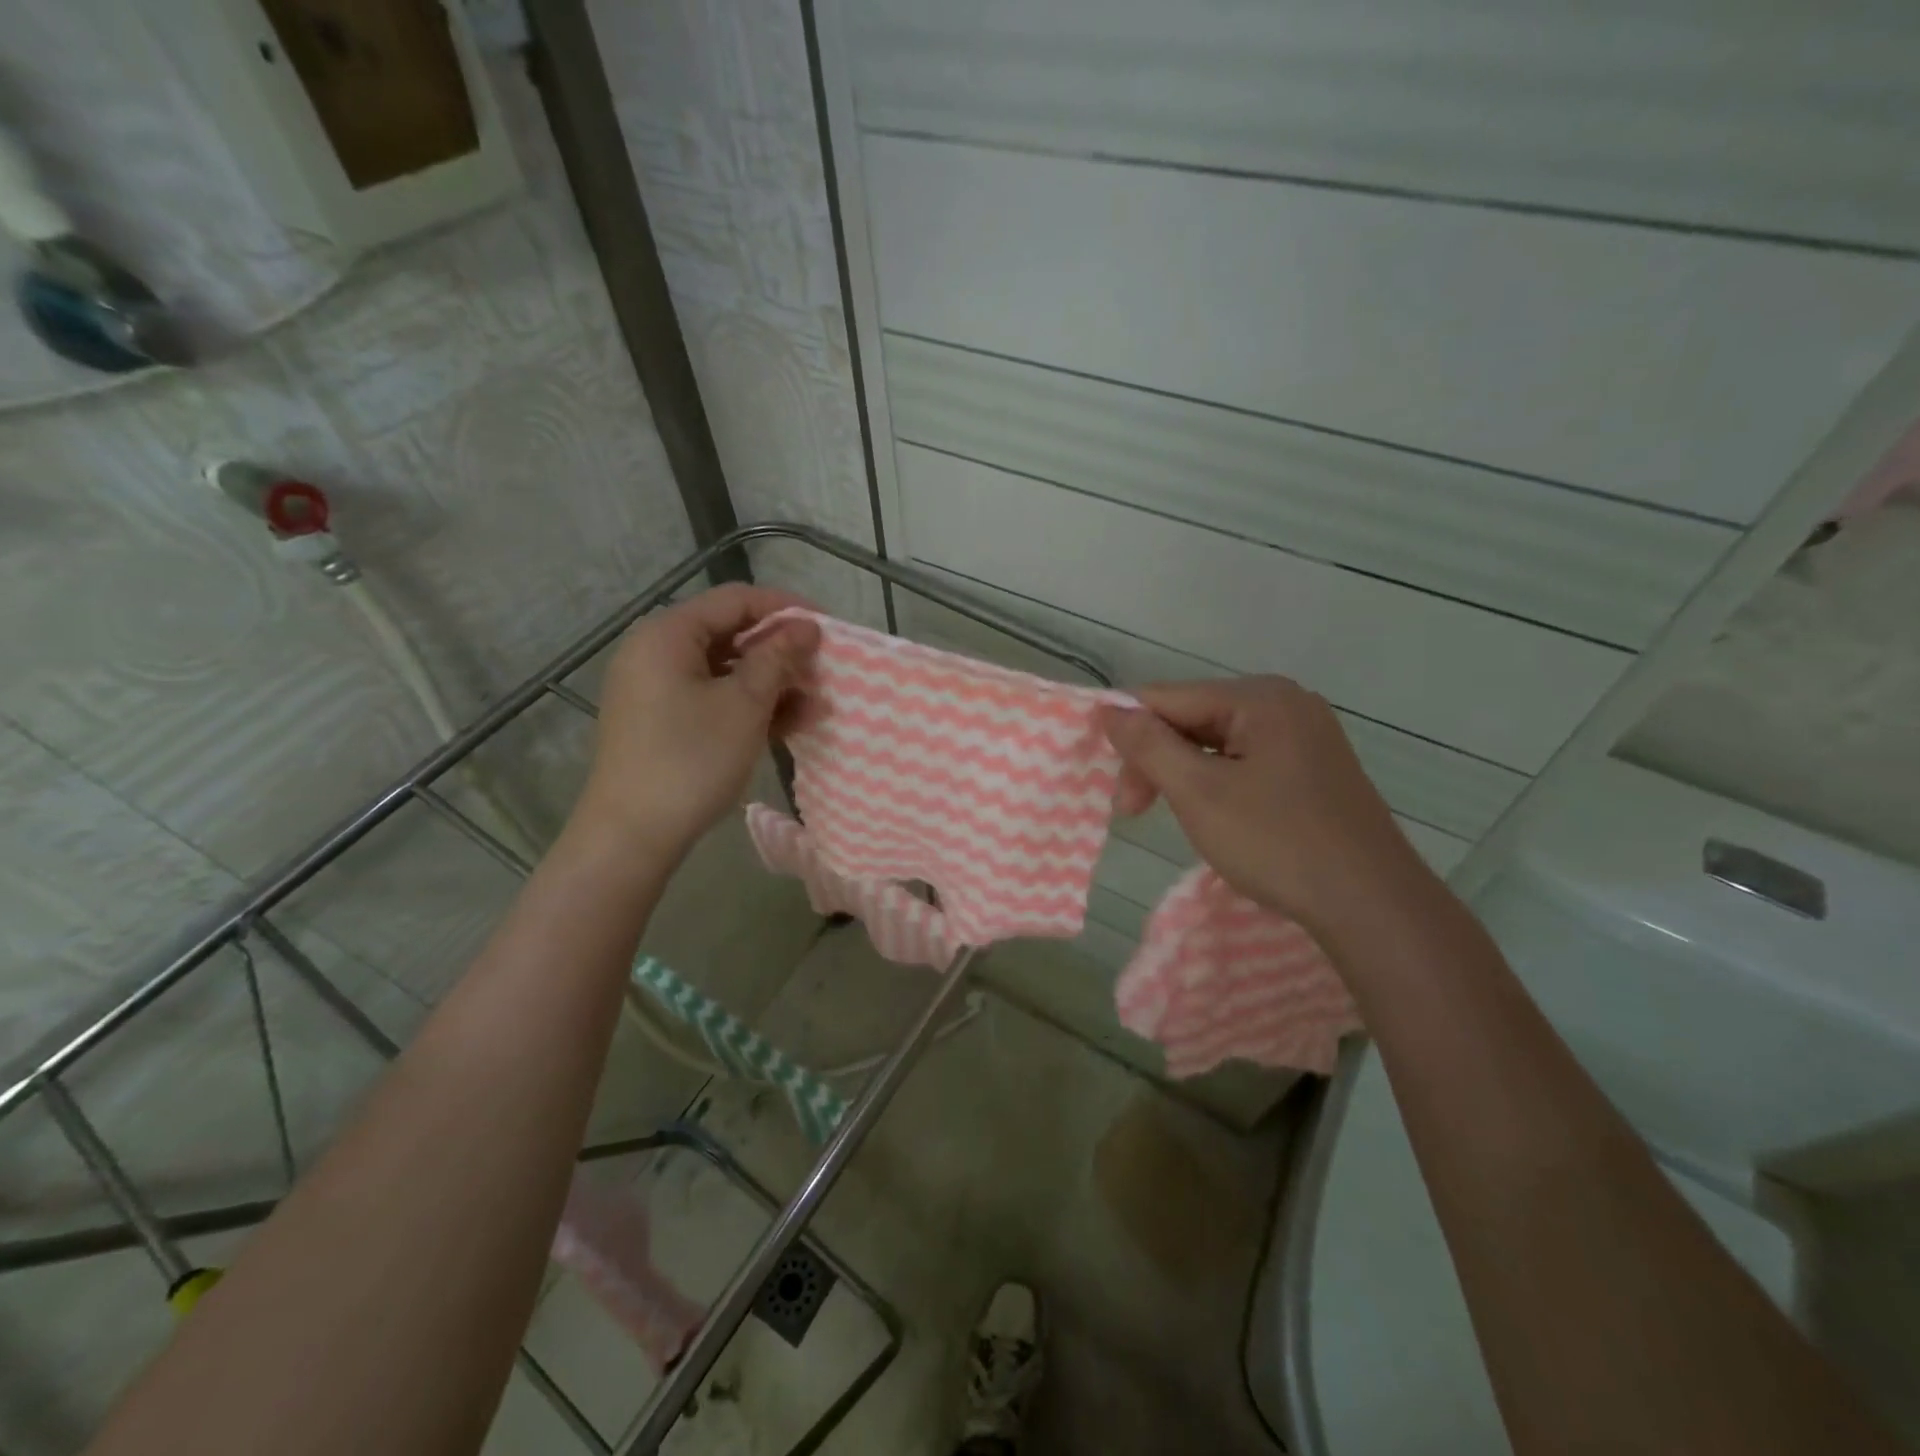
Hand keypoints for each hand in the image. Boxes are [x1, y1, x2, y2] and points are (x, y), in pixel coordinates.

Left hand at [574, 584, 818, 859]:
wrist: (632, 834)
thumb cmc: (691, 759)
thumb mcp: (744, 705)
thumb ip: (777, 658)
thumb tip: (806, 626)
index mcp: (668, 634)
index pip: (736, 600)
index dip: (786, 609)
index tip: (828, 629)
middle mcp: (657, 652)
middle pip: (731, 634)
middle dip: (782, 652)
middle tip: (823, 672)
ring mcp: (657, 688)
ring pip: (726, 671)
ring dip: (772, 684)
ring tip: (815, 706)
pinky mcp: (663, 720)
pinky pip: (713, 698)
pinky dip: (748, 706)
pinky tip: (788, 724)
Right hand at [1101, 677, 1427, 936]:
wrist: (1371, 904)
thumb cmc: (1277, 842)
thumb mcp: (1198, 792)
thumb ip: (1148, 745)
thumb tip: (1109, 709)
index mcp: (1259, 697)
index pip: (1168, 697)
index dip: (1128, 733)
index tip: (1106, 780)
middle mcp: (1285, 702)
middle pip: (1193, 718)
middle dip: (1156, 760)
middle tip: (1131, 811)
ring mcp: (1304, 734)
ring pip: (1217, 742)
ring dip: (1183, 774)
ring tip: (1169, 814)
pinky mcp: (1312, 766)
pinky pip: (1245, 760)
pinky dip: (1216, 782)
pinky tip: (1211, 813)